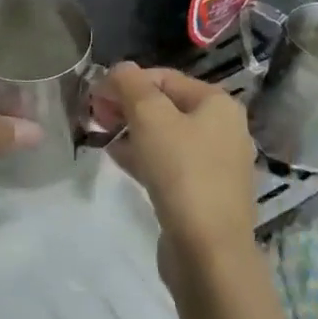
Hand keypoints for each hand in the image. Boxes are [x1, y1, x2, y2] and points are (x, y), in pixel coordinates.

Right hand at [104, 63, 256, 265]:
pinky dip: (144, 157)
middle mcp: (223, 128)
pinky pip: (169, 164)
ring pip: (166, 136)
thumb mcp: (150, 118)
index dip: (126, 82)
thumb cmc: (182, 172)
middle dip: (128, 107)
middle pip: (166, 106)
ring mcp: (216, 163)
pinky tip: (118, 159)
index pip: (164, 77)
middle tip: (95, 117)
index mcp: (218, 104)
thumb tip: (119, 69)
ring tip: (101, 136)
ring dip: (132, 132)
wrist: (208, 249)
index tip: (93, 97)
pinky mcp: (203, 192)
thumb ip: (131, 86)